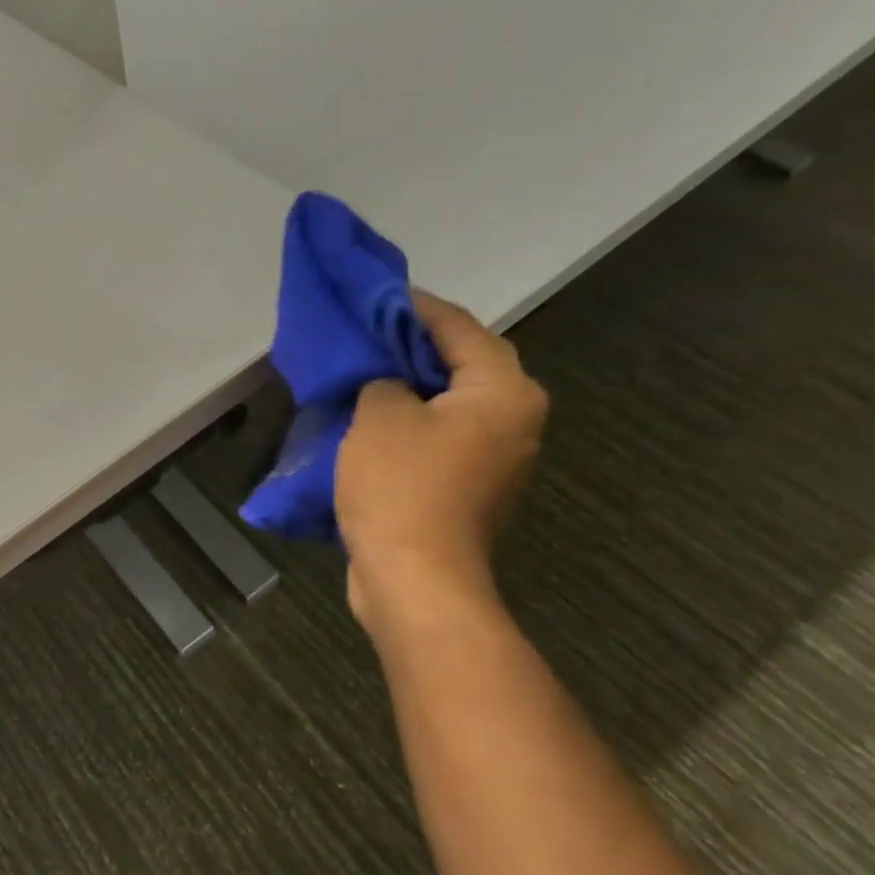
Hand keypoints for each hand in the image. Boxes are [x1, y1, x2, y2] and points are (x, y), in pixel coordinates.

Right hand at [335, 291, 546, 625]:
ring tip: (361, 373)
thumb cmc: (402, 487)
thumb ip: (383, 378)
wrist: (415, 579)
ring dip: (407, 388)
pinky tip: (370, 420)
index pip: (457, 327)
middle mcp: (514, 419)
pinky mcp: (470, 488)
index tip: (372, 294)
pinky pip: (439, 438)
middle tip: (362, 335)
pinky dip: (409, 424)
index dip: (412, 306)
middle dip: (409, 347)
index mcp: (503, 392)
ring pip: (448, 404)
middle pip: (459, 364)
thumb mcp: (380, 415)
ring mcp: (495, 458)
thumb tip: (387, 381)